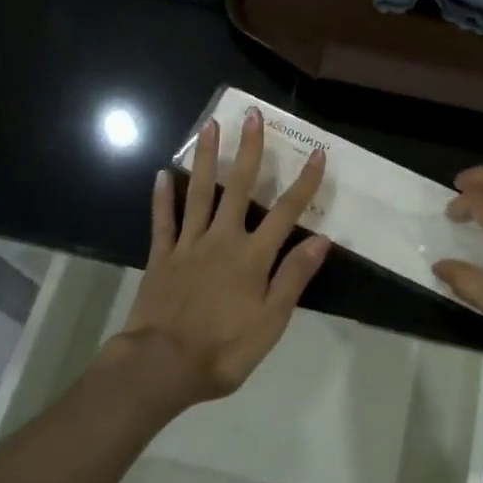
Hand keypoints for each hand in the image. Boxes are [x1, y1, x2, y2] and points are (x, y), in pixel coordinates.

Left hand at [115, 107, 329, 406]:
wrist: (160, 367)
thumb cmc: (222, 349)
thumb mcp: (270, 322)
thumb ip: (294, 277)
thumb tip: (322, 239)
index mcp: (253, 256)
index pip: (286, 211)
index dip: (304, 182)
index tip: (317, 153)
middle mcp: (222, 239)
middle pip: (240, 186)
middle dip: (250, 149)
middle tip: (252, 115)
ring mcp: (189, 244)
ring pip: (200, 192)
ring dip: (207, 158)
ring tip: (209, 126)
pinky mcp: (161, 256)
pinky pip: (163, 220)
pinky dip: (163, 197)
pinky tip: (163, 173)